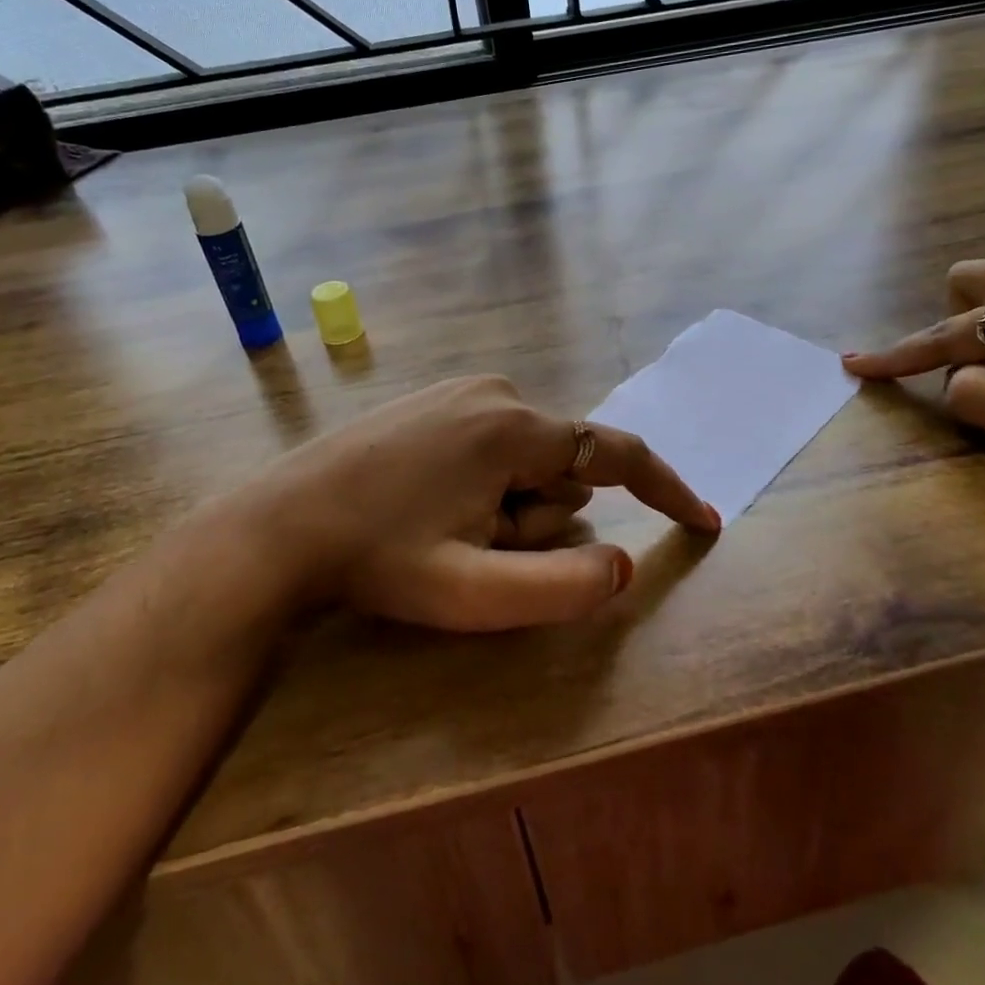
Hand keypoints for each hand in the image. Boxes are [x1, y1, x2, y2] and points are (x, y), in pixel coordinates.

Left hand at [226, 376, 718, 631]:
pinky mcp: (437, 399)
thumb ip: (562, 589)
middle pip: (563, 468)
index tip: (702, 522)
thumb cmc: (378, 560)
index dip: (666, 489)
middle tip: (476, 551)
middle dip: (541, 519)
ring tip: (445, 529)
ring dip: (509, 507)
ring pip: (528, 460)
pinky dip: (486, 485)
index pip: (616, 454)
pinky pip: (495, 444)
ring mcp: (462, 390)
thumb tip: (623, 564)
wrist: (281, 527)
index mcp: (514, 428)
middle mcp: (497, 392)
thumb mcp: (473, 594)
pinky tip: (430, 505)